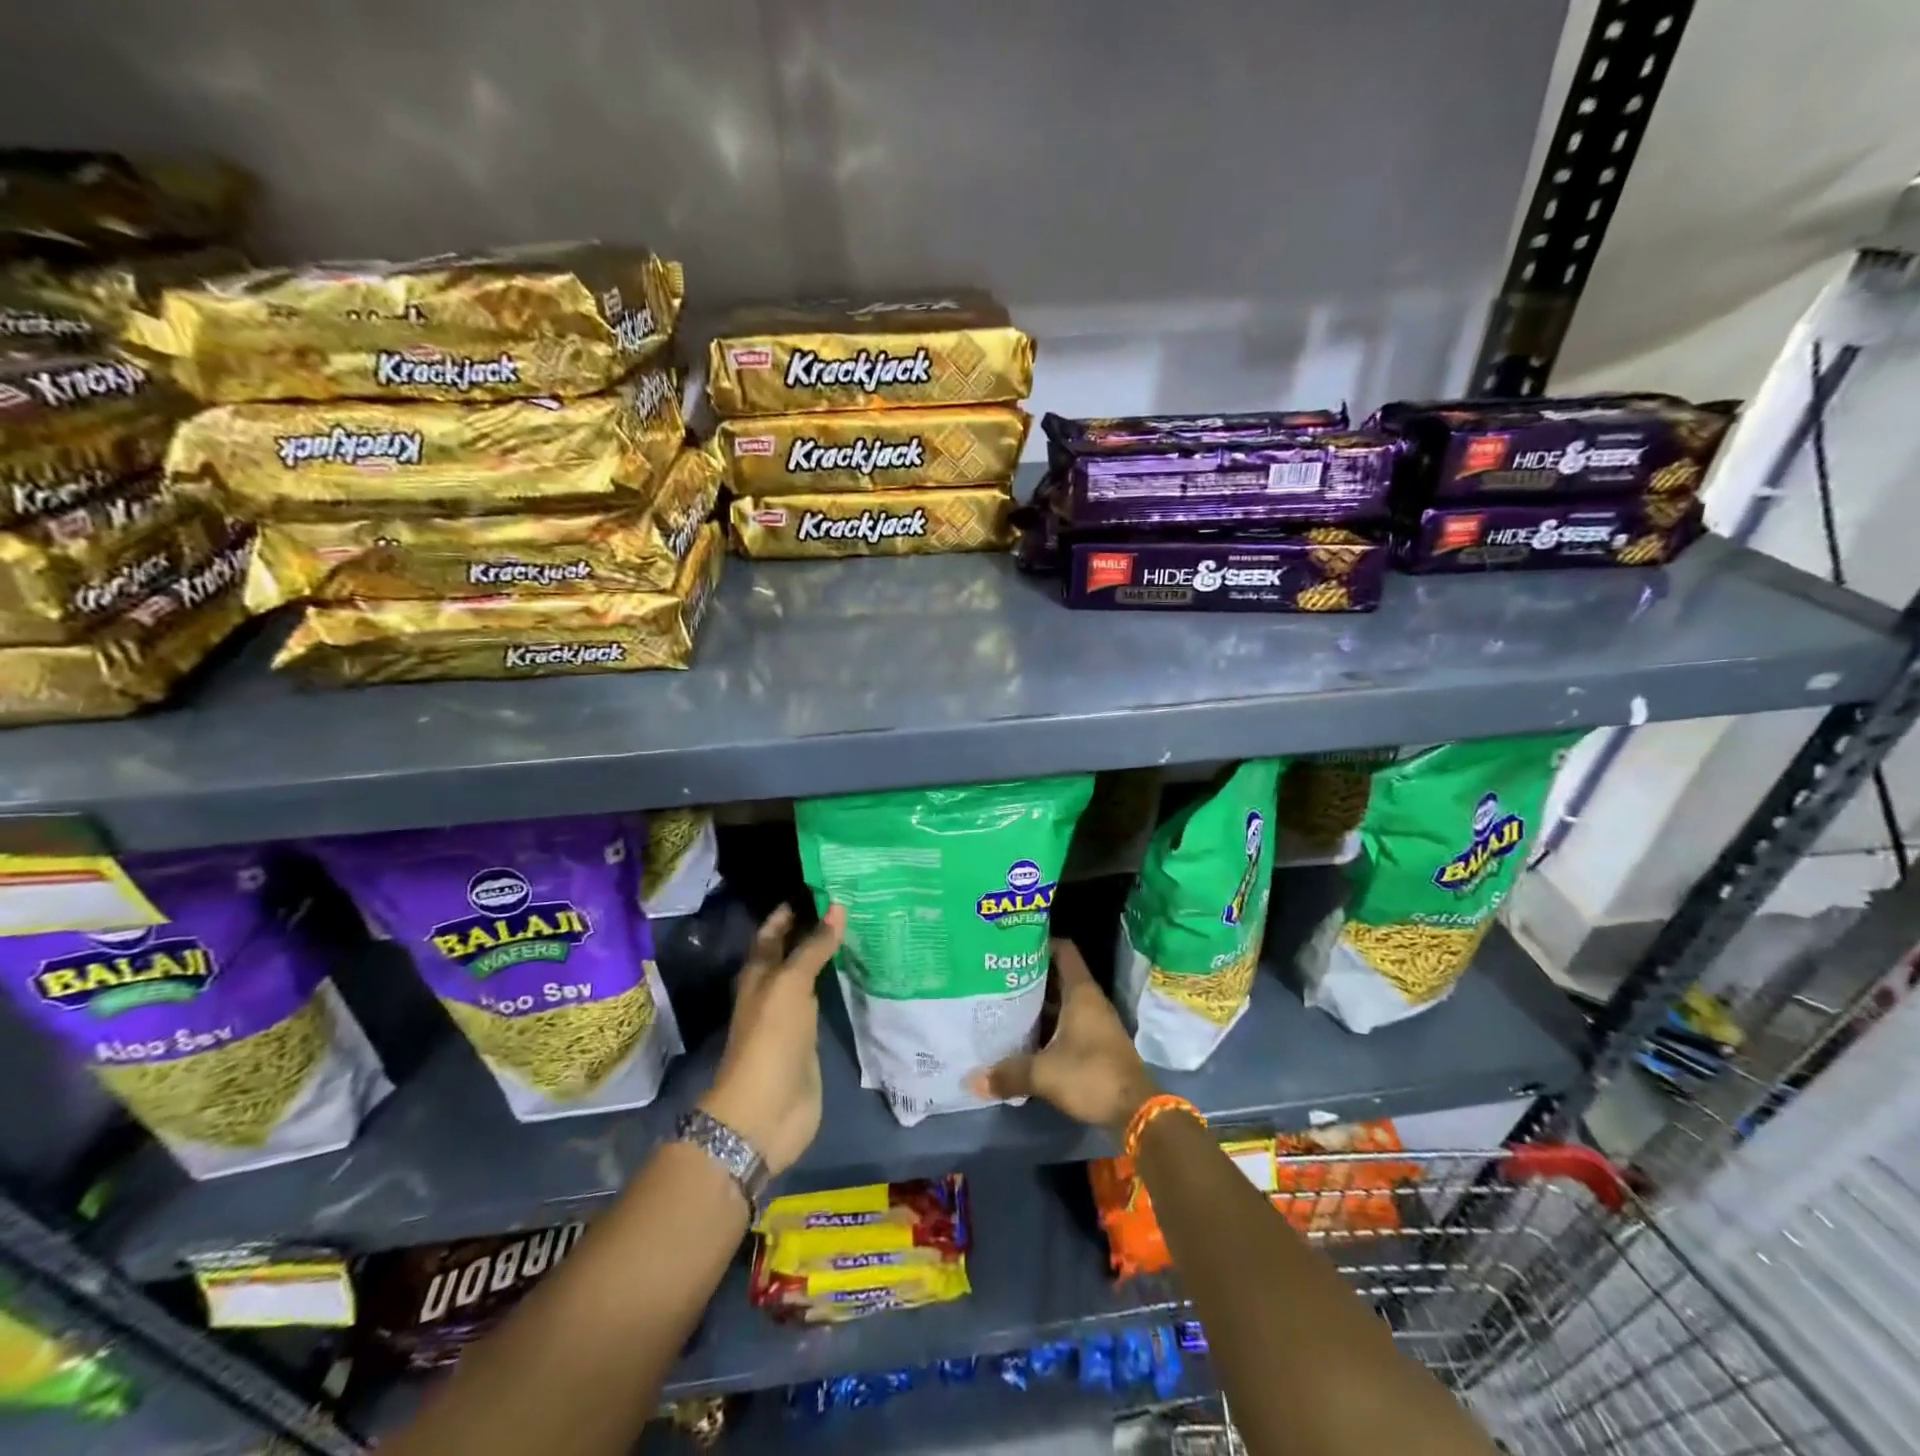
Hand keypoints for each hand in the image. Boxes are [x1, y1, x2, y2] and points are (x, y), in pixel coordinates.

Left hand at [698, 903, 844, 1175]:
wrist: (765, 1111)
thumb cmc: (771, 1039)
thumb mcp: (790, 984)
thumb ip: (813, 947)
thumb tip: (837, 906)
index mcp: (759, 974)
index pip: (772, 932)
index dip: (790, 910)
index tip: (819, 885)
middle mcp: (773, 991)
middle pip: (791, 952)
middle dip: (813, 929)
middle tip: (849, 903)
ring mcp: (791, 1017)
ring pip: (809, 976)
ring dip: (827, 956)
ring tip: (859, 929)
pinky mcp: (809, 1040)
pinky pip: (824, 1002)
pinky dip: (837, 985)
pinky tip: (859, 972)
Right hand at [967, 939, 1158, 1132]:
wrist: (1135, 1111)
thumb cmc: (1091, 1076)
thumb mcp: (1044, 1074)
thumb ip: (1009, 1073)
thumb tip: (972, 1080)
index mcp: (1081, 993)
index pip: (1063, 951)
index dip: (1041, 942)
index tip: (1014, 944)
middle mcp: (1090, 1001)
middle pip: (1059, 976)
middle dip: (1031, 975)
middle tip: (999, 975)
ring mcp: (1096, 1022)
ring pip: (1063, 1001)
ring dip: (1039, 1003)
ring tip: (1005, 1002)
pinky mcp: (1097, 1043)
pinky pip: (1068, 1022)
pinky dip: (1048, 1024)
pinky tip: (1025, 1035)